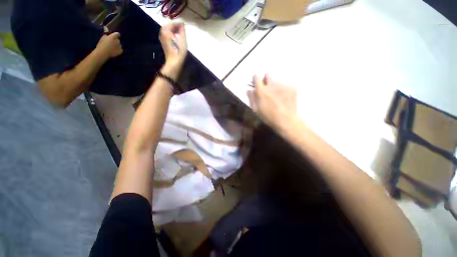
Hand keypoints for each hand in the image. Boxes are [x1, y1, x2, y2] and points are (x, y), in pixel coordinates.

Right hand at [96, 32, 122, 58]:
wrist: (103, 53)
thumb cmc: (101, 44)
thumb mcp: (102, 37)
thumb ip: (106, 34)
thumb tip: (106, 30)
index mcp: (113, 36)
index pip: (117, 34)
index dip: (116, 35)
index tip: (114, 36)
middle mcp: (118, 41)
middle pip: (118, 39)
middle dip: (115, 40)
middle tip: (111, 42)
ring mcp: (120, 46)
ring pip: (119, 44)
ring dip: (117, 45)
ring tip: (112, 47)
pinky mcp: (121, 51)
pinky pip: (121, 49)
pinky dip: (118, 49)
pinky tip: (114, 50)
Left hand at [159, 24, 186, 68]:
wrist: (174, 62)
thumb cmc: (178, 52)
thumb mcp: (182, 40)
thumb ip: (182, 31)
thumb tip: (182, 25)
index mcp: (166, 31)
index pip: (173, 24)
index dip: (178, 24)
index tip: (184, 25)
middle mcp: (162, 33)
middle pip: (169, 27)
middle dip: (175, 27)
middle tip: (182, 29)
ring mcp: (162, 39)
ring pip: (168, 31)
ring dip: (173, 31)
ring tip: (180, 34)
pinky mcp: (164, 44)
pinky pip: (167, 36)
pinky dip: (172, 35)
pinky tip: (176, 39)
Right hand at [247, 74, 296, 127]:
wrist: (286, 120)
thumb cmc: (268, 117)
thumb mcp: (256, 110)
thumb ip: (252, 98)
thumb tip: (249, 90)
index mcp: (262, 90)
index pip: (256, 77)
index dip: (256, 79)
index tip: (256, 82)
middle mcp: (272, 85)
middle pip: (268, 75)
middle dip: (266, 79)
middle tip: (267, 88)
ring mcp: (283, 85)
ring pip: (277, 82)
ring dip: (275, 86)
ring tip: (277, 96)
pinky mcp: (292, 88)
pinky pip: (285, 86)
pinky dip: (284, 90)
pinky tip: (285, 98)